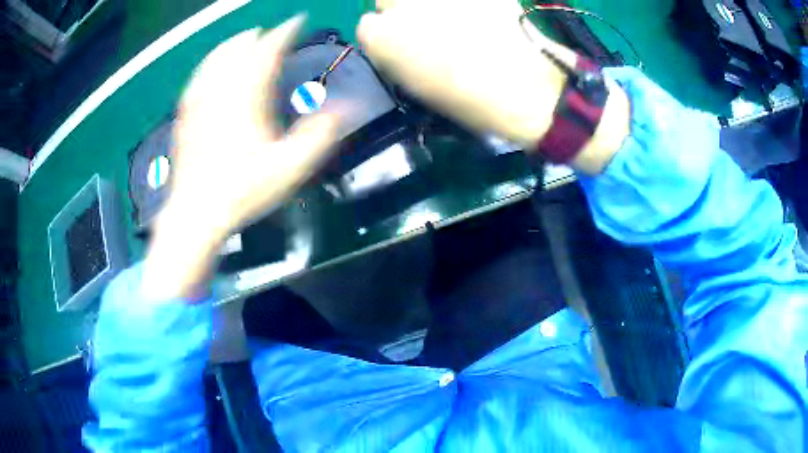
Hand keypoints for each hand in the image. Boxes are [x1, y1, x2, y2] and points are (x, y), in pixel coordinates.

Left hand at [143, 16, 339, 300]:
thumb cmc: (243, 191)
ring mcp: (199, 102)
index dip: (285, 31)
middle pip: (239, 49)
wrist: (196, 213)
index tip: (297, 20)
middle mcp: (221, 91)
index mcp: (248, 96)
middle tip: (270, 31)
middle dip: (257, 36)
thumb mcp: (290, 167)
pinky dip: (207, 65)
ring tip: (243, 39)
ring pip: (215, 60)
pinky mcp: (185, 116)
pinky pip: (196, 79)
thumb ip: (321, 134)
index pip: (268, 50)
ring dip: (232, 45)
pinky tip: (209, 67)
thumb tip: (351, 107)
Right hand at [358, 0, 629, 173]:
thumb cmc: (470, 101)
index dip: (387, 37)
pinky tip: (480, 19)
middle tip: (427, 29)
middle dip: (401, 12)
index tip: (405, 48)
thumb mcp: (417, 87)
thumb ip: (396, 56)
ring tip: (456, 23)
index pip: (368, 26)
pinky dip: (465, 6)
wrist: (527, 90)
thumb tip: (397, 40)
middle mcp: (405, 5)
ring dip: (431, 7)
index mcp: (383, 37)